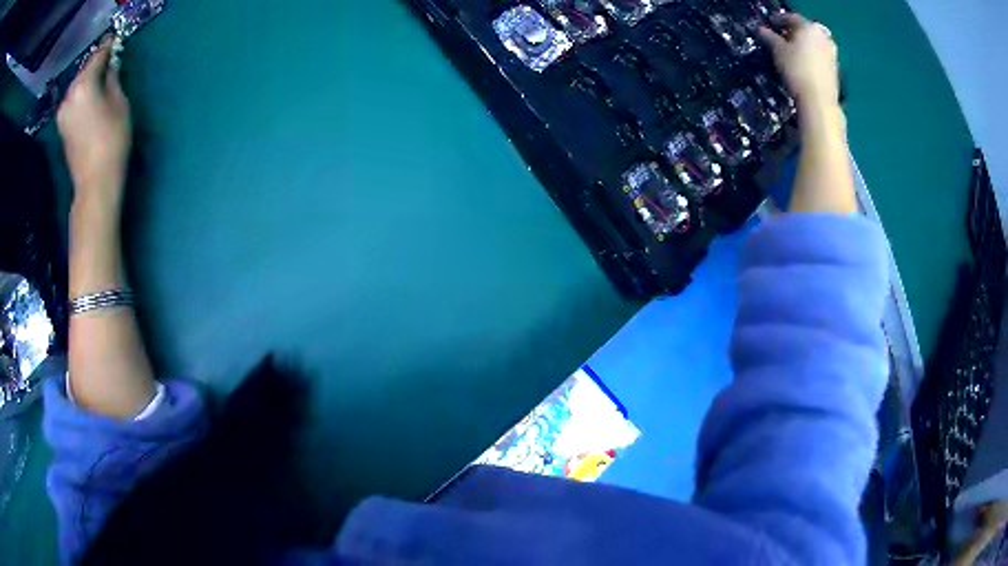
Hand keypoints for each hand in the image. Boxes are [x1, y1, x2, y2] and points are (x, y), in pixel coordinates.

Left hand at [57, 39, 130, 212]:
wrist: (94, 184)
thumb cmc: (111, 140)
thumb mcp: (119, 102)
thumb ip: (113, 78)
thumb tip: (111, 65)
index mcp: (83, 85)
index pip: (98, 56)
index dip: (108, 46)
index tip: (116, 38)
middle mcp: (69, 95)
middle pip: (85, 71)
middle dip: (97, 64)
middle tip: (110, 58)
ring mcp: (63, 113)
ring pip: (78, 86)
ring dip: (89, 79)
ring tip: (101, 78)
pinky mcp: (62, 127)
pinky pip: (73, 100)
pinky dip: (82, 94)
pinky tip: (91, 96)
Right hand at [758, 14, 839, 113]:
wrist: (819, 101)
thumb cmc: (796, 70)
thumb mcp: (778, 51)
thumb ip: (769, 37)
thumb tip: (762, 30)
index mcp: (809, 27)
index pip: (791, 18)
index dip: (779, 20)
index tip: (770, 24)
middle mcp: (823, 37)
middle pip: (805, 30)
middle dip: (794, 32)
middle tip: (782, 37)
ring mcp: (832, 53)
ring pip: (814, 43)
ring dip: (804, 45)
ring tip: (792, 52)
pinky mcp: (835, 69)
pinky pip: (820, 55)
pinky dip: (811, 56)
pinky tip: (803, 63)